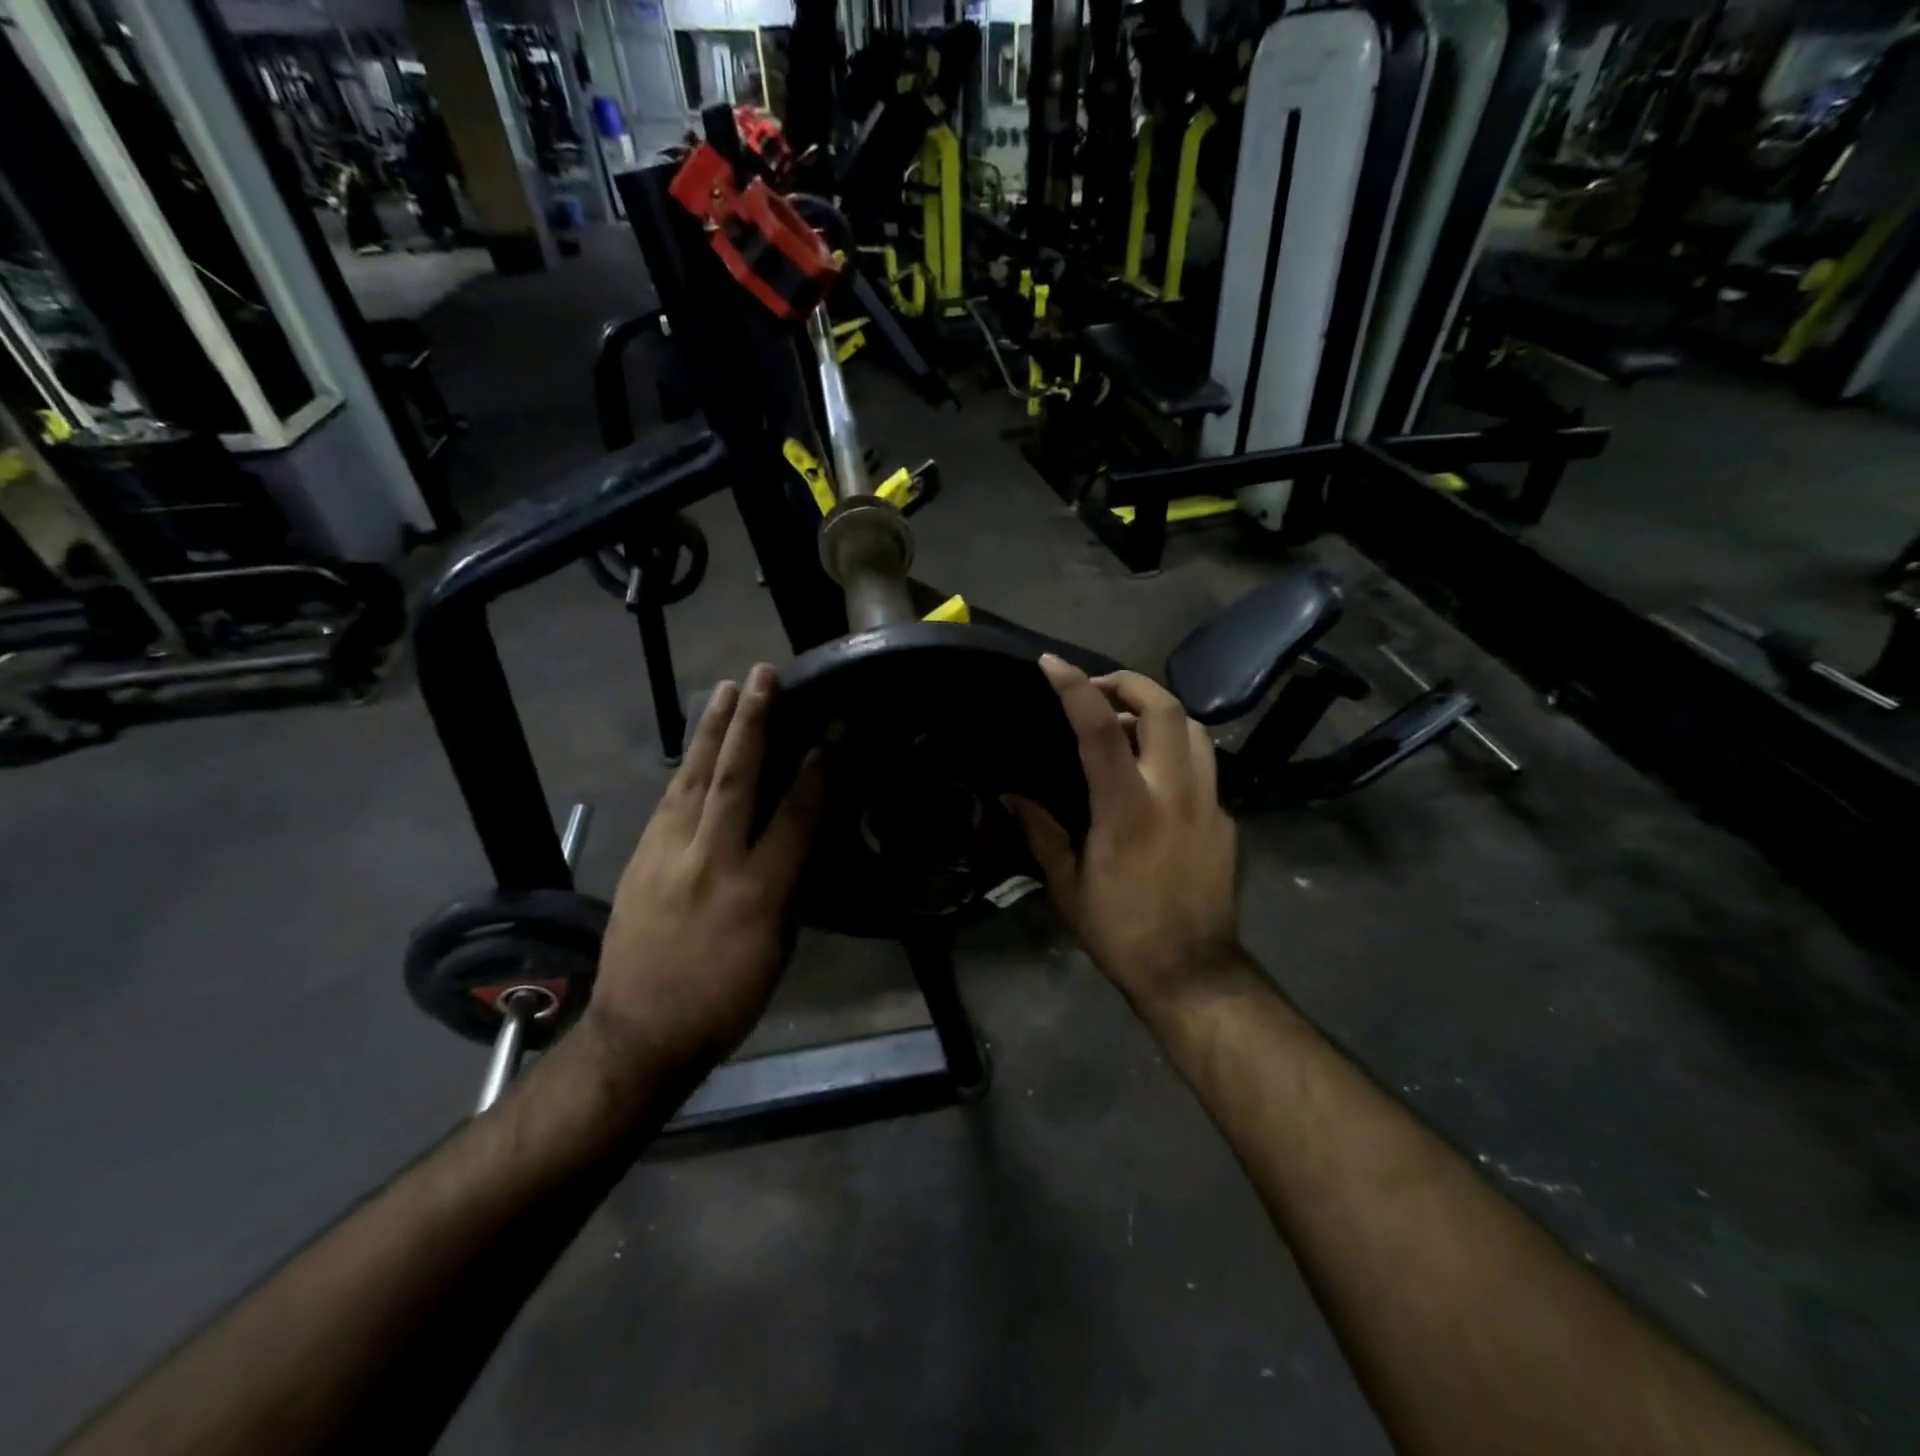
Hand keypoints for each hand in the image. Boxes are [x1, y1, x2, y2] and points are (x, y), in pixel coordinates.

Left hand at [584, 663, 823, 1082]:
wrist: (641, 1031)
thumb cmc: (727, 997)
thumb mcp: (778, 948)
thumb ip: (792, 886)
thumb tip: (806, 836)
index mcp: (757, 891)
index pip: (795, 815)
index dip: (818, 770)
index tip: (833, 730)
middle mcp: (710, 862)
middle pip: (734, 779)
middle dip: (753, 723)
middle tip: (764, 676)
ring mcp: (667, 855)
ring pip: (692, 779)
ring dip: (712, 730)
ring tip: (728, 690)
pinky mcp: (640, 858)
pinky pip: (669, 801)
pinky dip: (686, 767)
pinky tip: (696, 748)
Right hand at [1006, 655, 1241, 1016]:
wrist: (1192, 971)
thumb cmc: (1120, 930)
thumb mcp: (1067, 885)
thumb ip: (1041, 831)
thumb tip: (1011, 795)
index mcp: (1128, 809)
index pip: (1101, 729)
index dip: (1075, 688)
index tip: (1052, 664)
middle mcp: (1175, 793)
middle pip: (1166, 708)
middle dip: (1131, 682)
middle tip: (1100, 689)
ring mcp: (1210, 803)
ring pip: (1195, 729)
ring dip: (1160, 713)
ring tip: (1129, 728)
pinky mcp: (1226, 819)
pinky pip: (1204, 766)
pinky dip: (1176, 753)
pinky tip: (1155, 778)